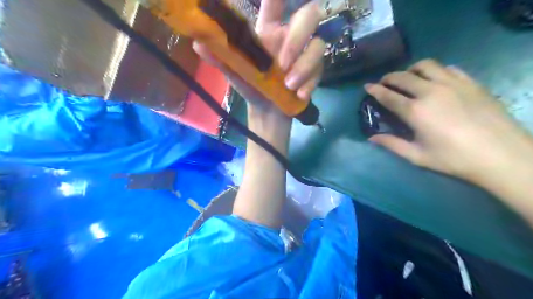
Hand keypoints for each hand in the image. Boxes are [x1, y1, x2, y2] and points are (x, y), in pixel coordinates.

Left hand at [192, 0, 324, 115]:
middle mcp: (290, 36)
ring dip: (304, 66)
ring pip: (318, 45)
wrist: (266, 110)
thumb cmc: (250, 86)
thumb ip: (220, 58)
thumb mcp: (234, 72)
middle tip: (282, 64)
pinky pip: (320, 70)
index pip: (277, 2)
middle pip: (309, 15)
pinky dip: (310, 83)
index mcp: (268, 30)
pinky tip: (299, 95)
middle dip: (297, 39)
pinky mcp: (314, 71)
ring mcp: (304, 54)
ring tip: (289, 86)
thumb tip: (197, 43)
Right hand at [367, 59, 532, 181]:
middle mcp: (431, 92)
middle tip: (384, 83)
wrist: (500, 154)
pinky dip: (435, 71)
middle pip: (403, 76)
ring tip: (408, 78)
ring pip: (426, 65)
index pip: (388, 95)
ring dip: (411, 69)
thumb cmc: (454, 158)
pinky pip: (448, 68)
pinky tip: (434, 80)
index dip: (375, 90)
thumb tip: (371, 138)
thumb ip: (392, 144)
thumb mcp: (417, 156)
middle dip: (389, 77)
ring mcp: (452, 84)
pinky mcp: (470, 82)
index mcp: (415, 111)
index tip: (367, 86)